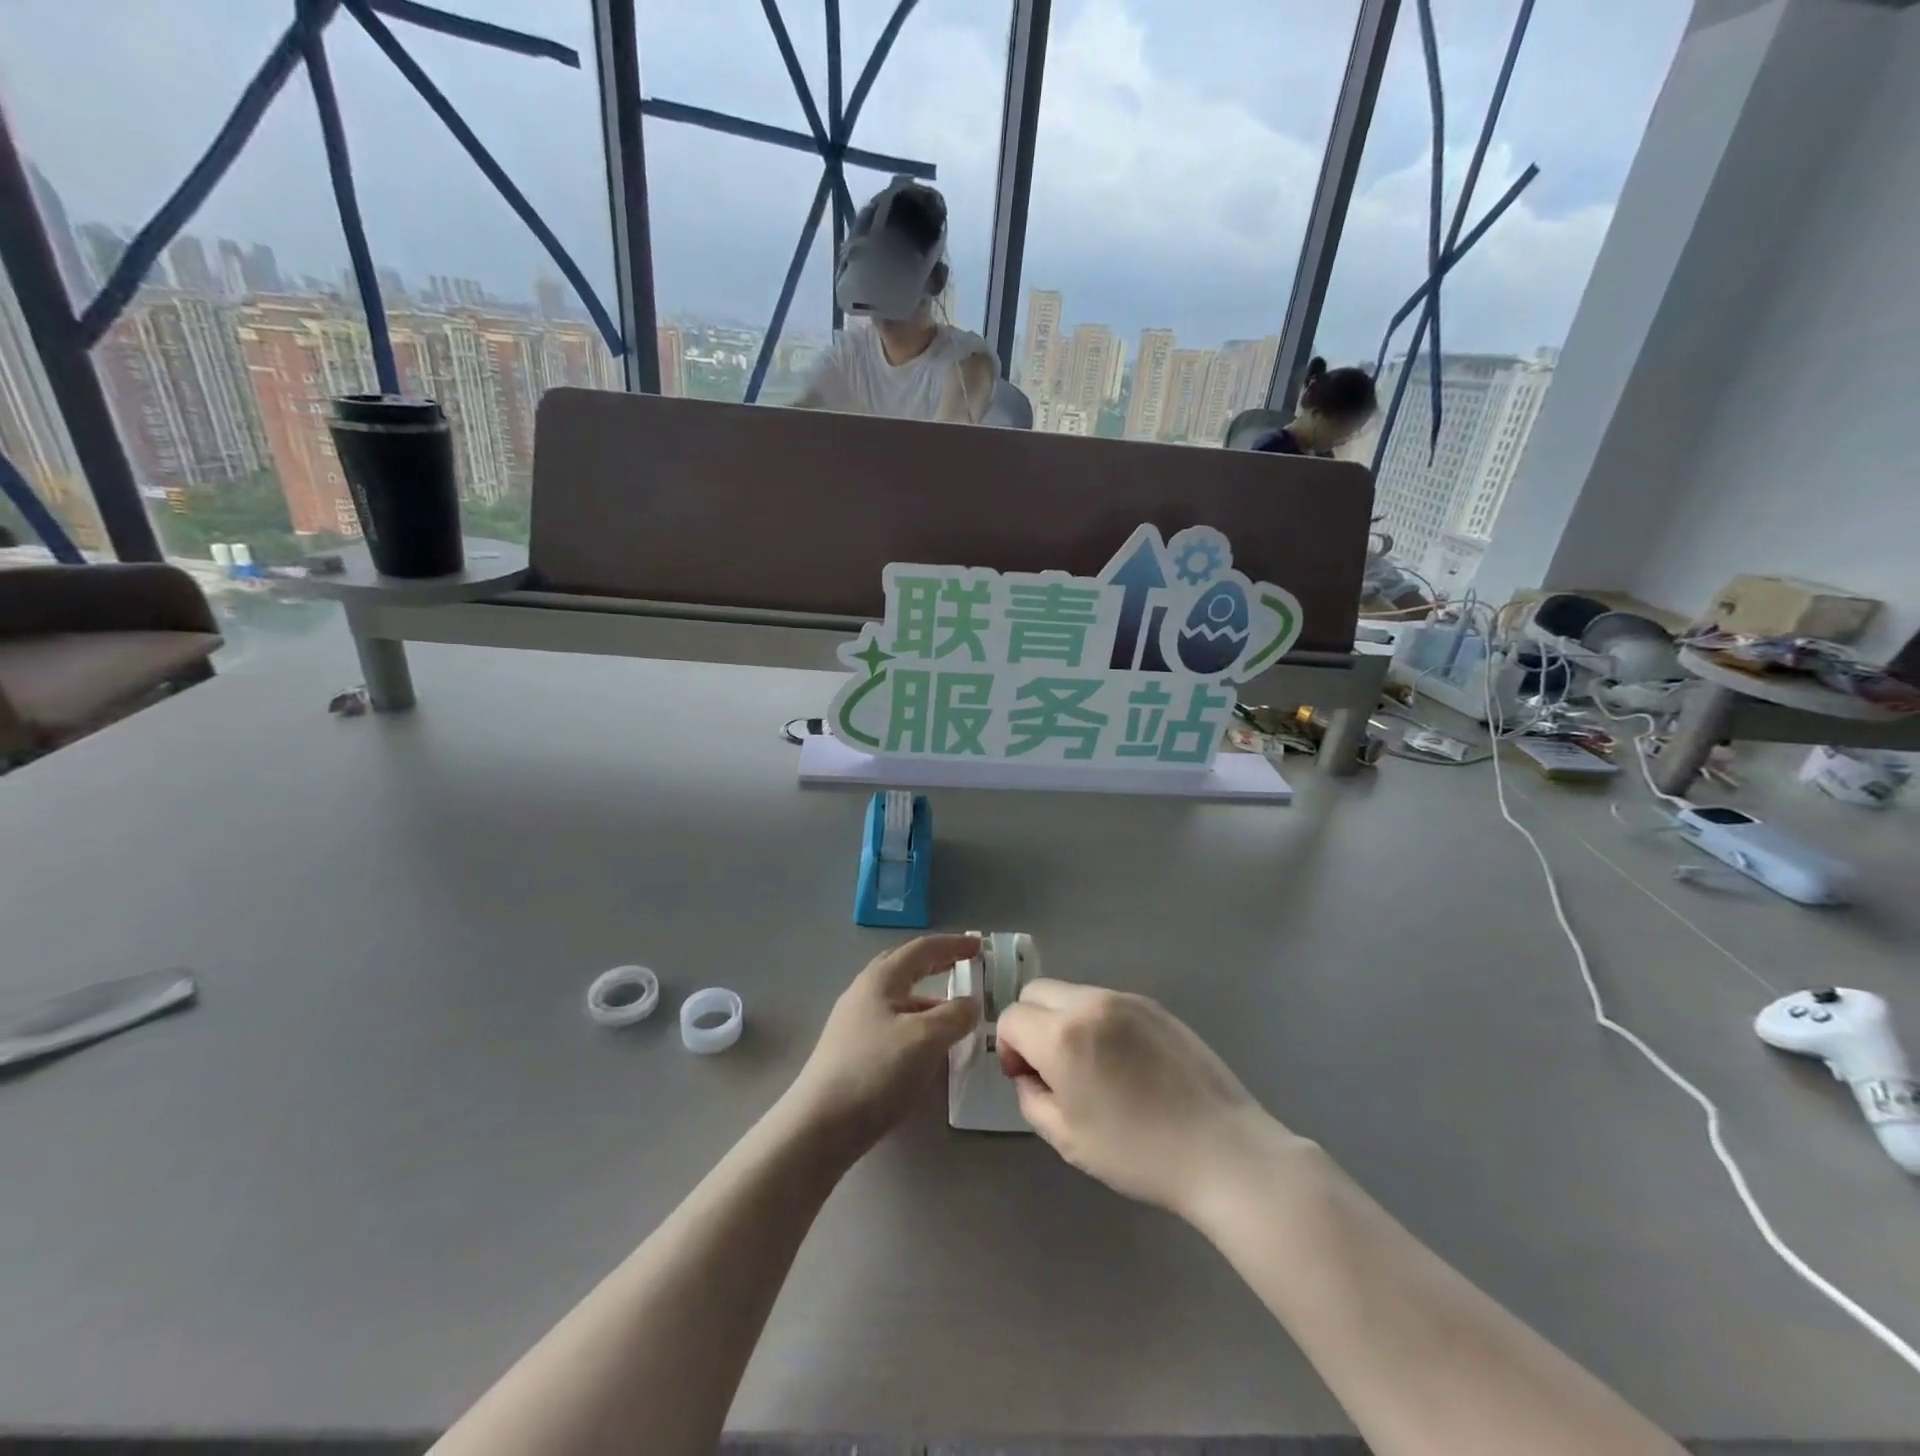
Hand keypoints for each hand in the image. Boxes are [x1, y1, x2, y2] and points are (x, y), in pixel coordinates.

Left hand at [784, 935, 980, 1156]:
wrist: (820, 1125)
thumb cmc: (876, 1070)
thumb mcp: (926, 1039)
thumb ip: (955, 1016)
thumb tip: (970, 1004)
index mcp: (881, 979)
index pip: (922, 949)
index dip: (953, 945)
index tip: (979, 946)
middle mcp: (864, 992)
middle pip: (905, 967)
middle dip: (936, 963)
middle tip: (963, 966)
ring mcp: (854, 1022)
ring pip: (899, 998)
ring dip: (928, 998)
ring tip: (954, 1013)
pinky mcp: (852, 1050)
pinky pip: (893, 1023)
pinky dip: (917, 1022)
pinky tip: (928, 1045)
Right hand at [997, 980, 1292, 1220]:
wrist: (1222, 1151)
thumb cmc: (1138, 1153)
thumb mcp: (1067, 1139)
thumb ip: (1032, 1097)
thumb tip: (1029, 1074)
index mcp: (1063, 1035)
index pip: (1011, 1018)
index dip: (1008, 1049)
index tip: (1027, 1079)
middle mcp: (1091, 1003)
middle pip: (1037, 992)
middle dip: (1032, 1024)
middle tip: (1053, 1068)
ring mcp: (1126, 999)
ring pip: (1072, 993)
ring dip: (1066, 1020)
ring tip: (1094, 1067)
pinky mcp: (1154, 1006)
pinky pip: (1107, 1002)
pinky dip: (1098, 1022)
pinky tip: (1126, 1064)